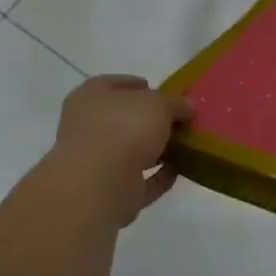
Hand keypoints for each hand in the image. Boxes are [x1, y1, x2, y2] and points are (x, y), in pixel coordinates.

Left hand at [47, 75, 193, 224]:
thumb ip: (176, 103)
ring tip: (186, 145)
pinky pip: (140, 179)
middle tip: (180, 120)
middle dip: (152, 121)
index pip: (117, 84)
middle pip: (125, 118)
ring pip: (131, 150)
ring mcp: (96, 161)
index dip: (143, 87)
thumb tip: (187, 108)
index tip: (168, 93)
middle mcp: (88, 126)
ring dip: (156, 149)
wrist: (99, 186)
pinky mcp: (108, 191)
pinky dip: (158, 176)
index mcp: (91, 96)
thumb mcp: (160, 103)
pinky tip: (180, 170)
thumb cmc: (124, 129)